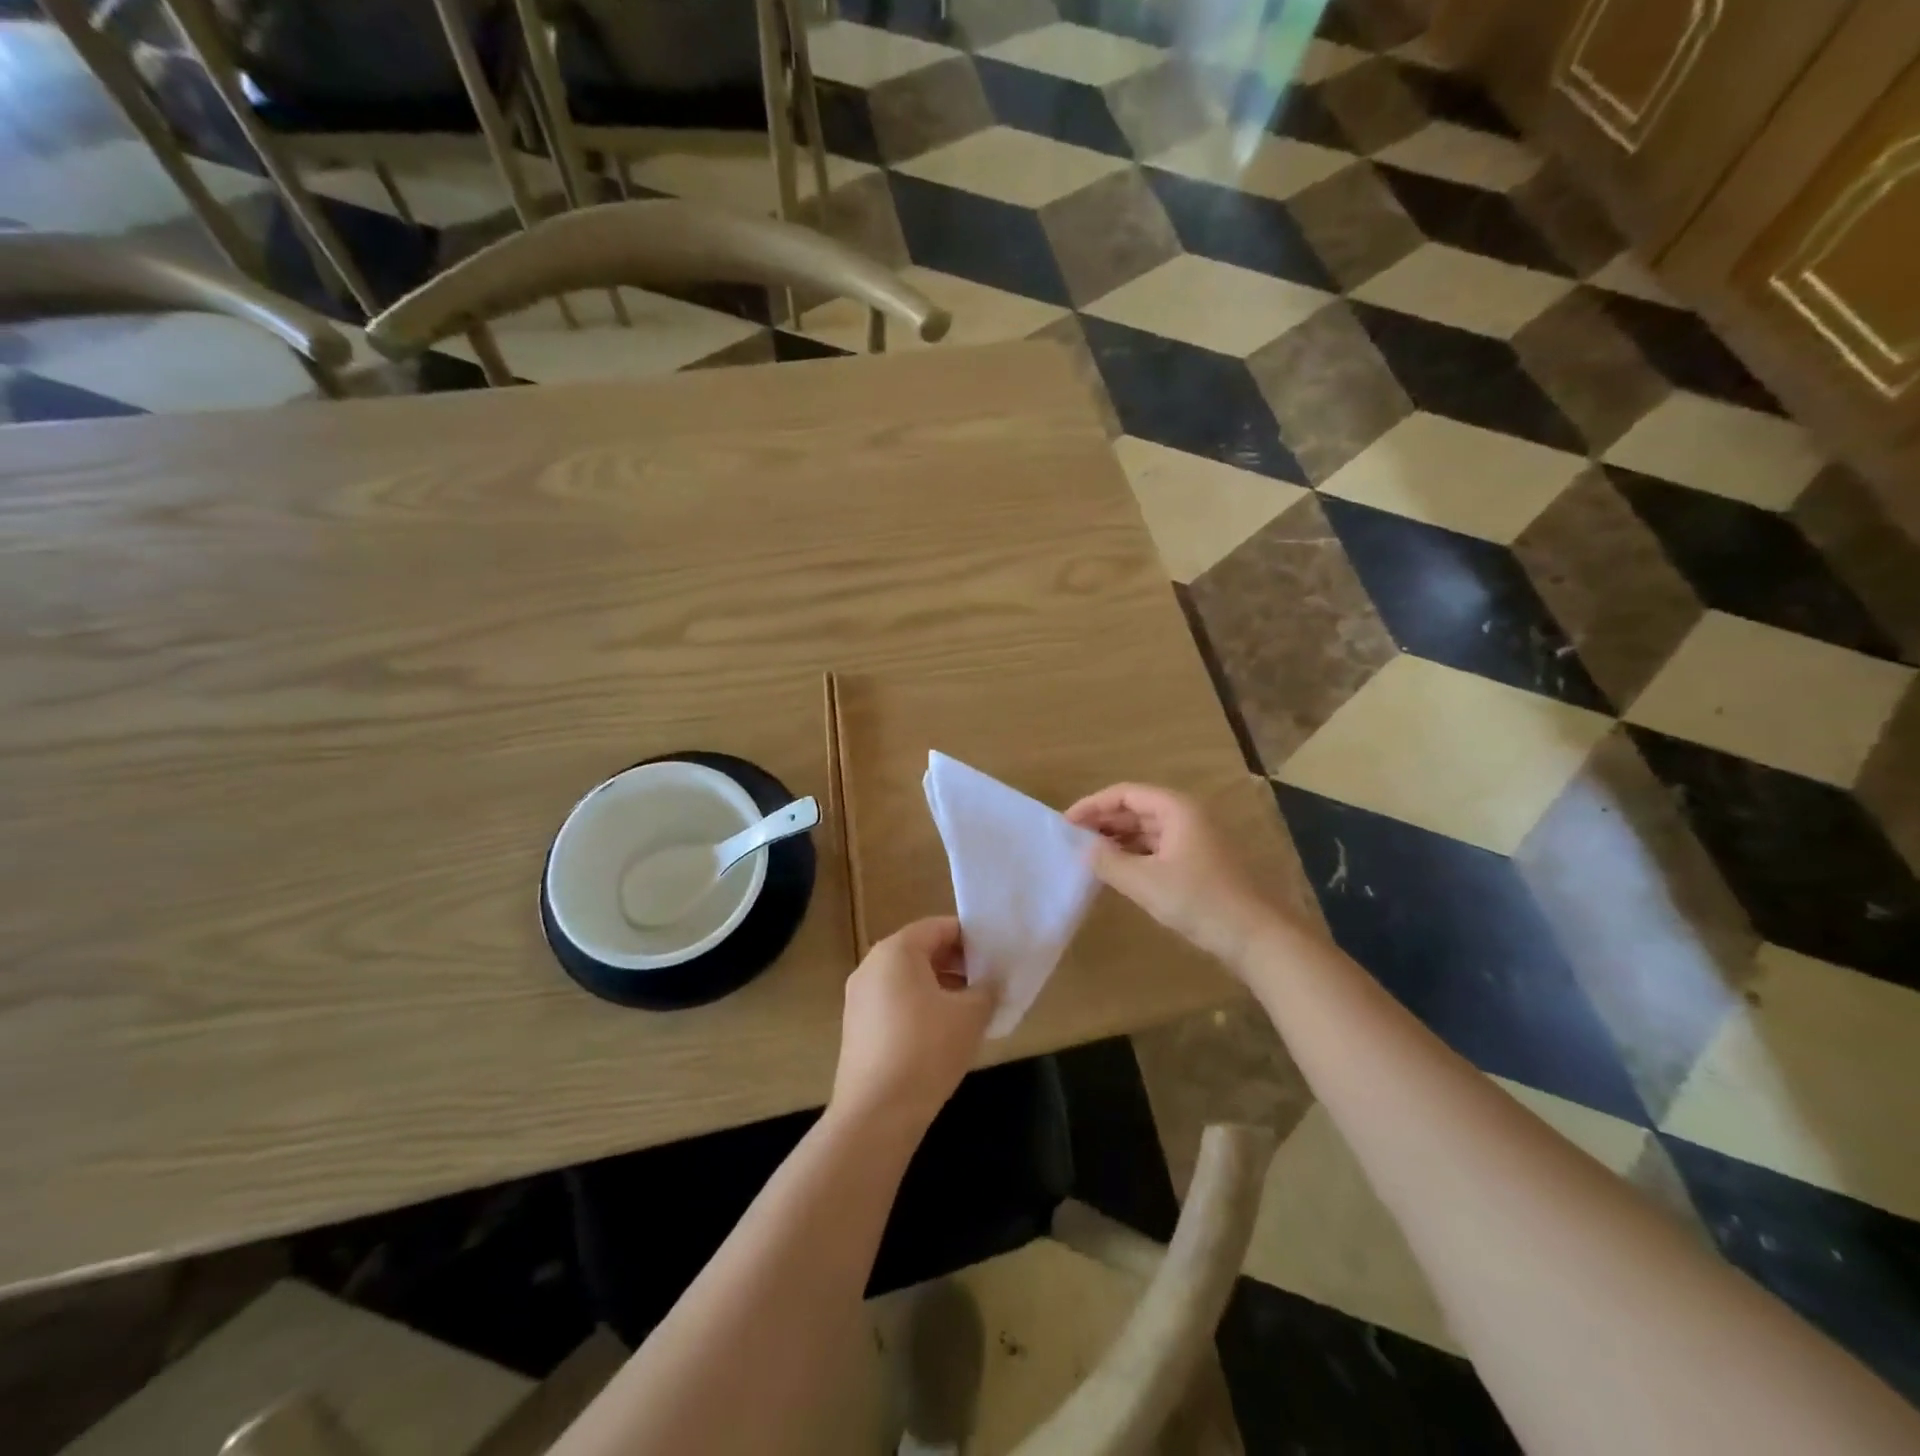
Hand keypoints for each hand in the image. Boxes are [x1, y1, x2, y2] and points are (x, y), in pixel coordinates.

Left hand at [831, 917, 995, 1134]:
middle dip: (956, 963)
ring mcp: (859, 997)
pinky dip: (919, 1007)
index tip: (995, 957)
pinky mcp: (856, 1026)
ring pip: (907, 978)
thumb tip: (990, 983)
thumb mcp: (971, 1015)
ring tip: (970, 1010)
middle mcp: (872, 965)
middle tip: (987, 982)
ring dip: (940, 986)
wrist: (876, 1113)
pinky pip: (894, 1002)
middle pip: (921, 950)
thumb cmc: (927, 1049)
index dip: (971, 938)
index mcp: (896, 950)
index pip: (939, 927)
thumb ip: (987, 990)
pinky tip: (942, 1034)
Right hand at [1066, 782, 1281, 968]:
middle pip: (1136, 808)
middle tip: (1072, 839)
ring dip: (1117, 838)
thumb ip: (1109, 862)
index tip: (1066, 823)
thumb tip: (1084, 849)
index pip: (1125, 793)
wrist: (1257, 936)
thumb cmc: (1200, 901)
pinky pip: (1157, 848)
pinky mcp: (1198, 863)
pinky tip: (1116, 870)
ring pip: (1147, 829)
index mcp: (1176, 809)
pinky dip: (1134, 854)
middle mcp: (1186, 816)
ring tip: (1088, 855)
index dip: (1093, 805)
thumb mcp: (1146, 882)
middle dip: (1103, 821)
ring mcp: (1194, 840)